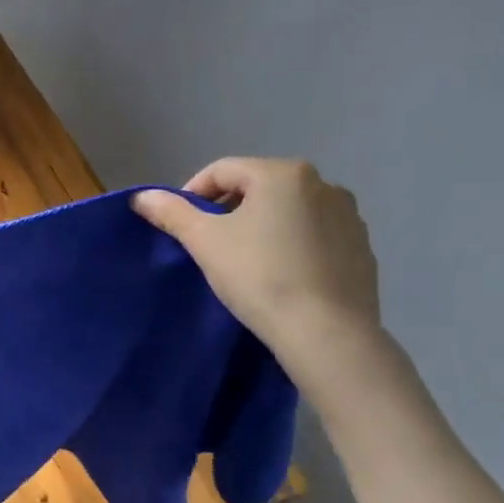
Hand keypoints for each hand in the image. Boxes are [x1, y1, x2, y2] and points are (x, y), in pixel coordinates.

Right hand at [132, 158, 380, 373]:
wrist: (325, 332)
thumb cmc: (258, 275)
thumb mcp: (204, 241)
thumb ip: (171, 212)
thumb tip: (141, 196)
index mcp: (283, 173)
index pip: (222, 170)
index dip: (192, 194)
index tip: (181, 226)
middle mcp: (323, 184)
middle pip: (257, 187)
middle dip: (228, 208)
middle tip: (209, 243)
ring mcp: (349, 216)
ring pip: (288, 210)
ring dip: (261, 225)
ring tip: (245, 260)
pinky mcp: (362, 247)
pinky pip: (314, 234)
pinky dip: (291, 244)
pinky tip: (280, 274)